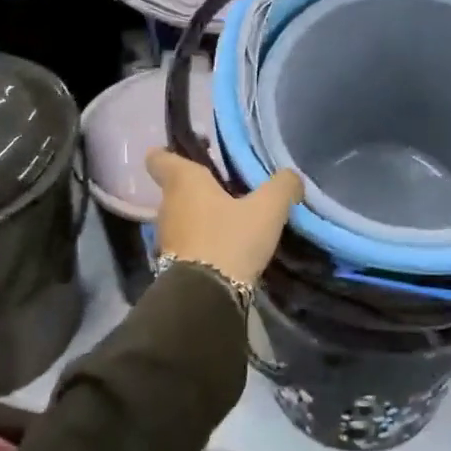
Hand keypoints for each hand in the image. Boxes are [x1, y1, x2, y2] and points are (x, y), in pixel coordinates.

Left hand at [145, 150, 302, 289]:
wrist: (206, 297)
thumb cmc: (230, 238)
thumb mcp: (267, 208)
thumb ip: (282, 185)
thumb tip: (291, 177)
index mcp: (183, 181)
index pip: (159, 158)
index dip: (167, 154)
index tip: (187, 154)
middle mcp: (167, 205)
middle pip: (175, 188)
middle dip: (197, 187)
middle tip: (227, 186)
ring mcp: (167, 236)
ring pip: (181, 215)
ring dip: (200, 215)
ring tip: (230, 218)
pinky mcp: (171, 263)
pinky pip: (186, 241)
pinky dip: (201, 240)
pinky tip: (226, 246)